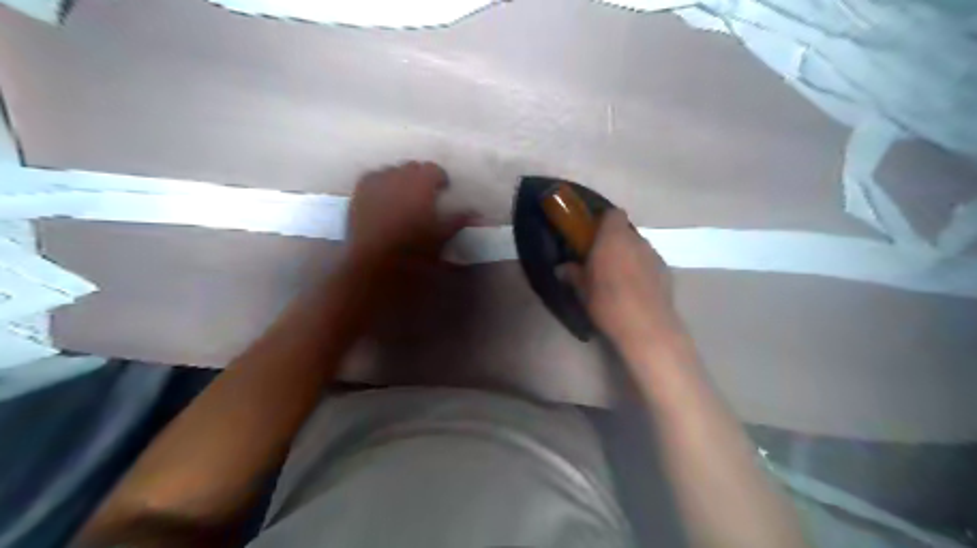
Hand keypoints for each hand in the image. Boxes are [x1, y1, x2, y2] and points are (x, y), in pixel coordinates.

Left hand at [348, 160, 470, 260]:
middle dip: (420, 176)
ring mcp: (375, 182)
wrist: (374, 262)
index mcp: (421, 183)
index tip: (443, 189)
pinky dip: (380, 182)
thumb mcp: (440, 236)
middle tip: (425, 194)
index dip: (440, 177)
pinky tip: (382, 196)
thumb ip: (457, 220)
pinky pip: (372, 177)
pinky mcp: (358, 192)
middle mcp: (398, 176)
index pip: (433, 169)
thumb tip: (476, 213)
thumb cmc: (413, 249)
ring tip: (402, 195)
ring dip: (400, 178)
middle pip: (412, 166)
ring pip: (391, 170)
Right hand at [574, 209, 681, 353]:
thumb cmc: (607, 301)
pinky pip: (649, 263)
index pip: (612, 214)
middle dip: (614, 241)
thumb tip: (561, 268)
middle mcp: (636, 240)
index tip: (592, 235)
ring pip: (638, 248)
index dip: (603, 221)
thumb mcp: (582, 289)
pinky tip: (634, 290)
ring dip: (628, 256)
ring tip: (618, 277)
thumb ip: (572, 274)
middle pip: (625, 232)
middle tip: (601, 259)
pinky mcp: (666, 272)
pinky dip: (641, 270)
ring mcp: (654, 255)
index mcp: (613, 237)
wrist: (646, 326)